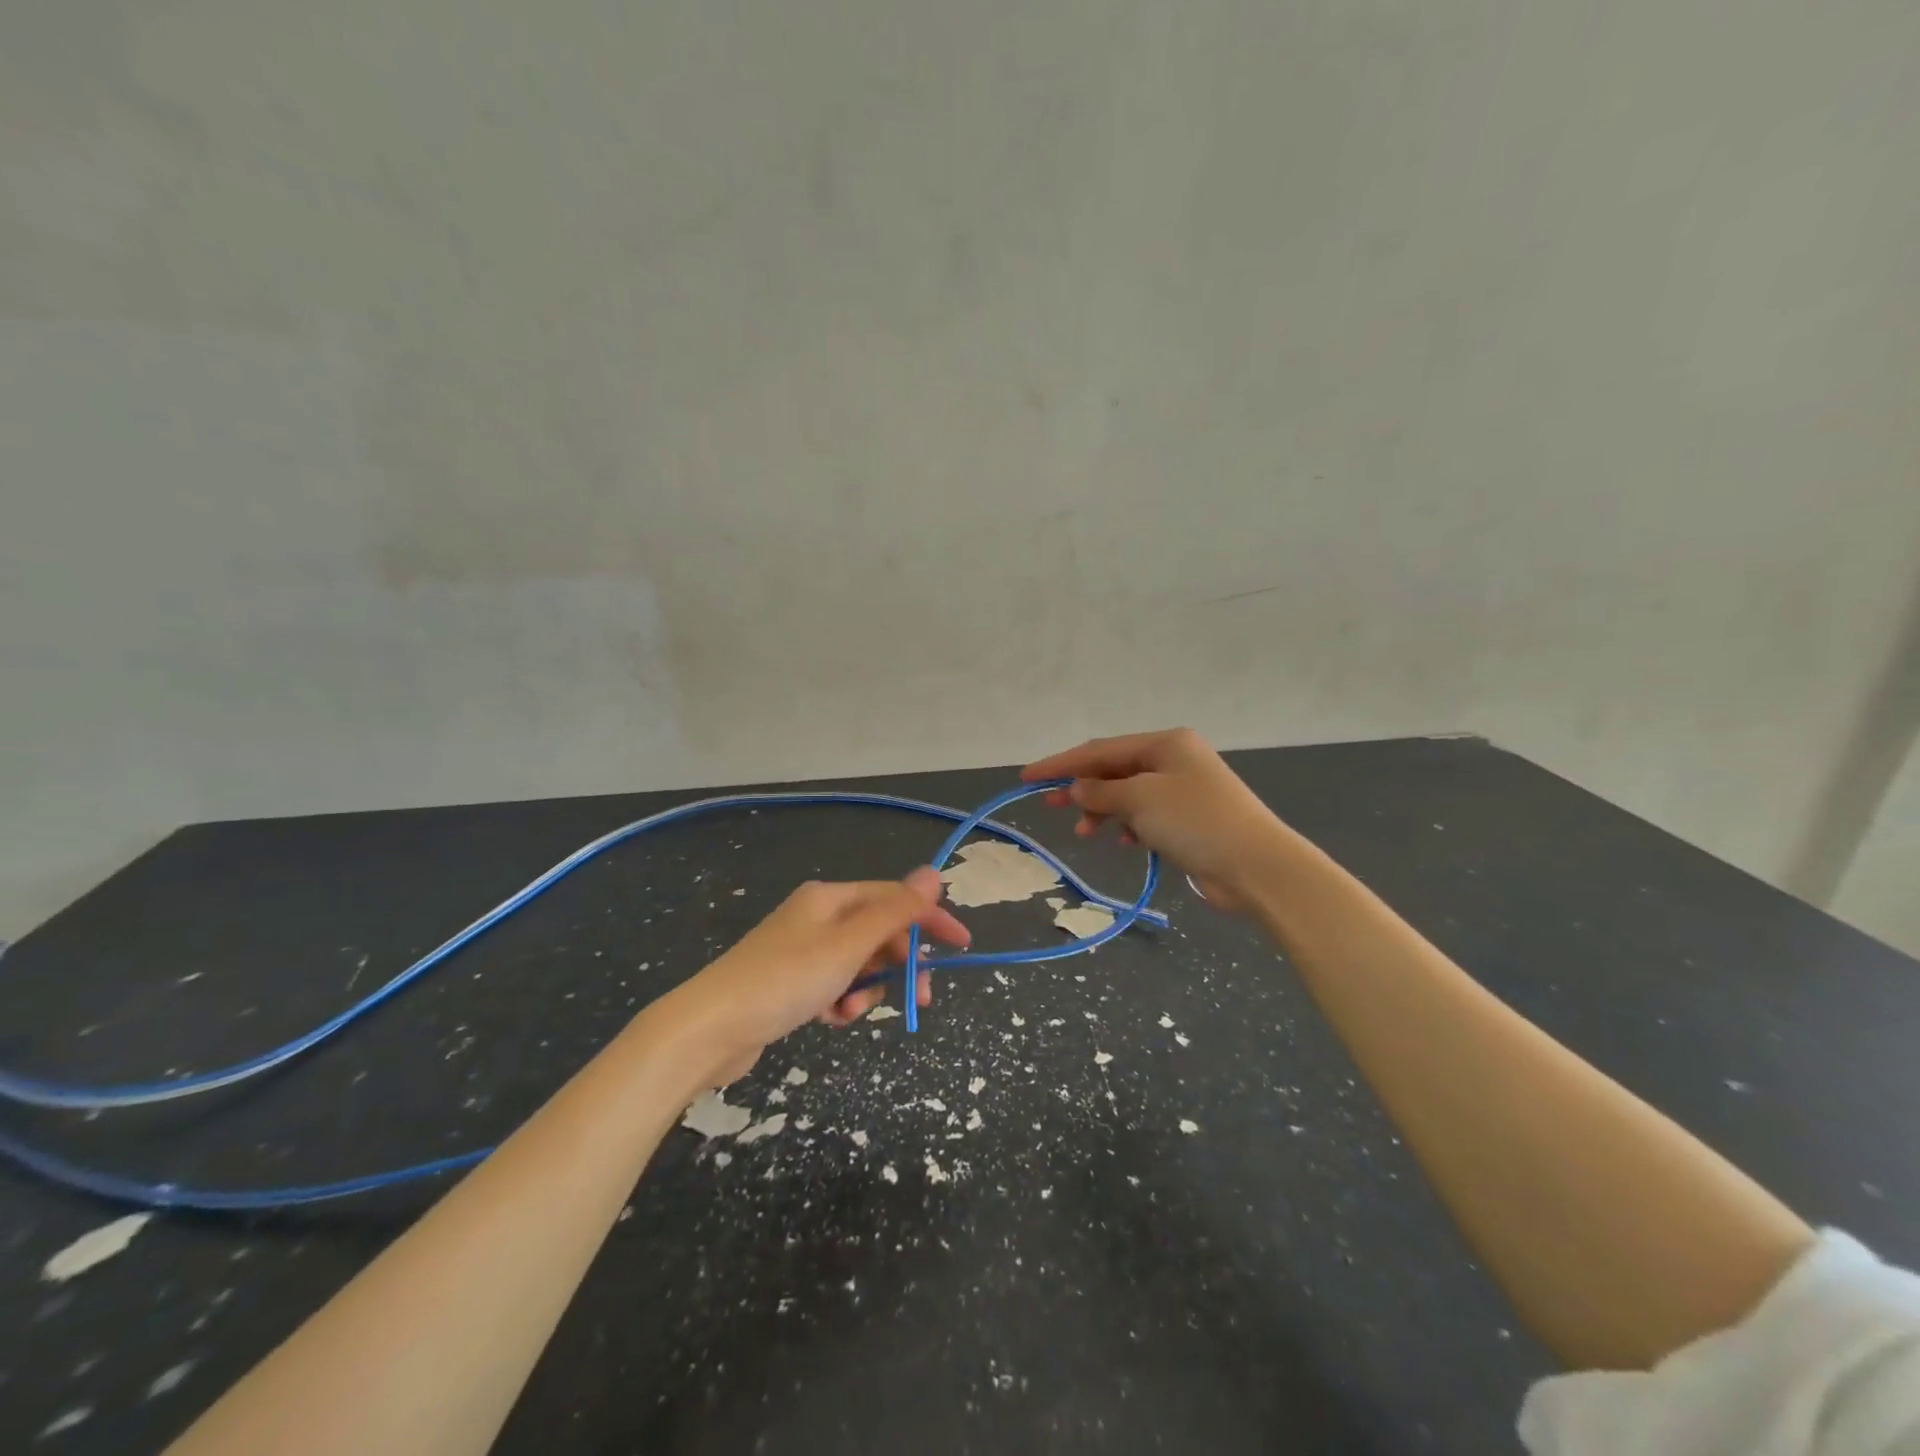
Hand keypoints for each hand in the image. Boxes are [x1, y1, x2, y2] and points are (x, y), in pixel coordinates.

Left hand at [665, 868, 969, 1083]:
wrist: (710, 1028)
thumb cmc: (786, 979)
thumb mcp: (849, 945)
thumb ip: (895, 911)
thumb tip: (933, 872)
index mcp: (832, 898)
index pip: (895, 898)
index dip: (930, 919)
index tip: (961, 946)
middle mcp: (818, 916)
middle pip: (878, 932)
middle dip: (900, 963)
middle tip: (921, 996)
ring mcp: (802, 950)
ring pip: (859, 963)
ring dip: (868, 988)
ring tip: (853, 1013)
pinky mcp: (791, 983)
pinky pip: (835, 985)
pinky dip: (842, 1002)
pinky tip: (833, 1020)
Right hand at [1022, 727, 1291, 911]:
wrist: (1257, 866)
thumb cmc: (1195, 821)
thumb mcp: (1141, 799)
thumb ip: (1101, 791)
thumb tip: (1075, 788)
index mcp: (1164, 743)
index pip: (1099, 750)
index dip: (1060, 764)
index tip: (1027, 777)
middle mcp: (1174, 760)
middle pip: (1113, 770)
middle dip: (1081, 788)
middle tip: (1048, 806)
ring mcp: (1183, 790)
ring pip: (1128, 795)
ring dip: (1103, 811)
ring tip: (1085, 833)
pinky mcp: (1189, 820)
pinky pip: (1146, 816)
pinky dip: (1129, 826)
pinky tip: (1124, 843)